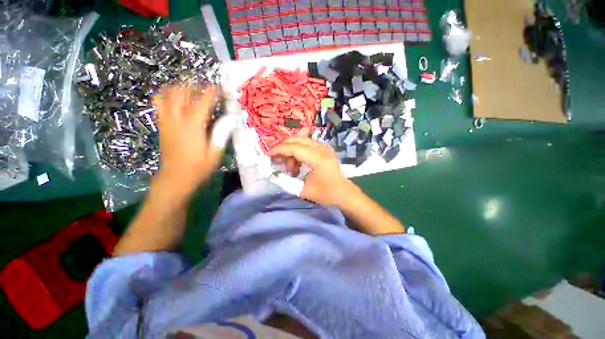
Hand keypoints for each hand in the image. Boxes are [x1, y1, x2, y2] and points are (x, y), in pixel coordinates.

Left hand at [152, 85, 222, 193]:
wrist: (175, 178)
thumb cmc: (198, 168)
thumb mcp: (215, 154)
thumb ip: (222, 134)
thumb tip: (230, 119)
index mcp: (193, 127)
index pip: (202, 102)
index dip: (212, 92)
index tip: (220, 87)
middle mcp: (177, 120)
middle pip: (181, 93)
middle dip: (194, 85)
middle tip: (207, 88)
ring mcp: (166, 121)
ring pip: (167, 95)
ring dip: (179, 87)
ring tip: (192, 89)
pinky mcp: (161, 125)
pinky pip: (159, 104)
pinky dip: (166, 95)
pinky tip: (176, 98)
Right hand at [269, 137, 354, 205]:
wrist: (344, 193)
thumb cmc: (326, 194)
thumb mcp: (303, 191)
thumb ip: (286, 181)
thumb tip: (273, 174)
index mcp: (318, 159)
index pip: (294, 148)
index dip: (279, 150)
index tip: (268, 155)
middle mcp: (322, 149)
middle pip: (297, 140)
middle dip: (283, 148)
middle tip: (276, 160)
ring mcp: (324, 147)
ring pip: (301, 141)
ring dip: (291, 151)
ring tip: (291, 168)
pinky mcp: (324, 149)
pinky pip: (307, 145)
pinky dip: (298, 152)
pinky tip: (298, 165)